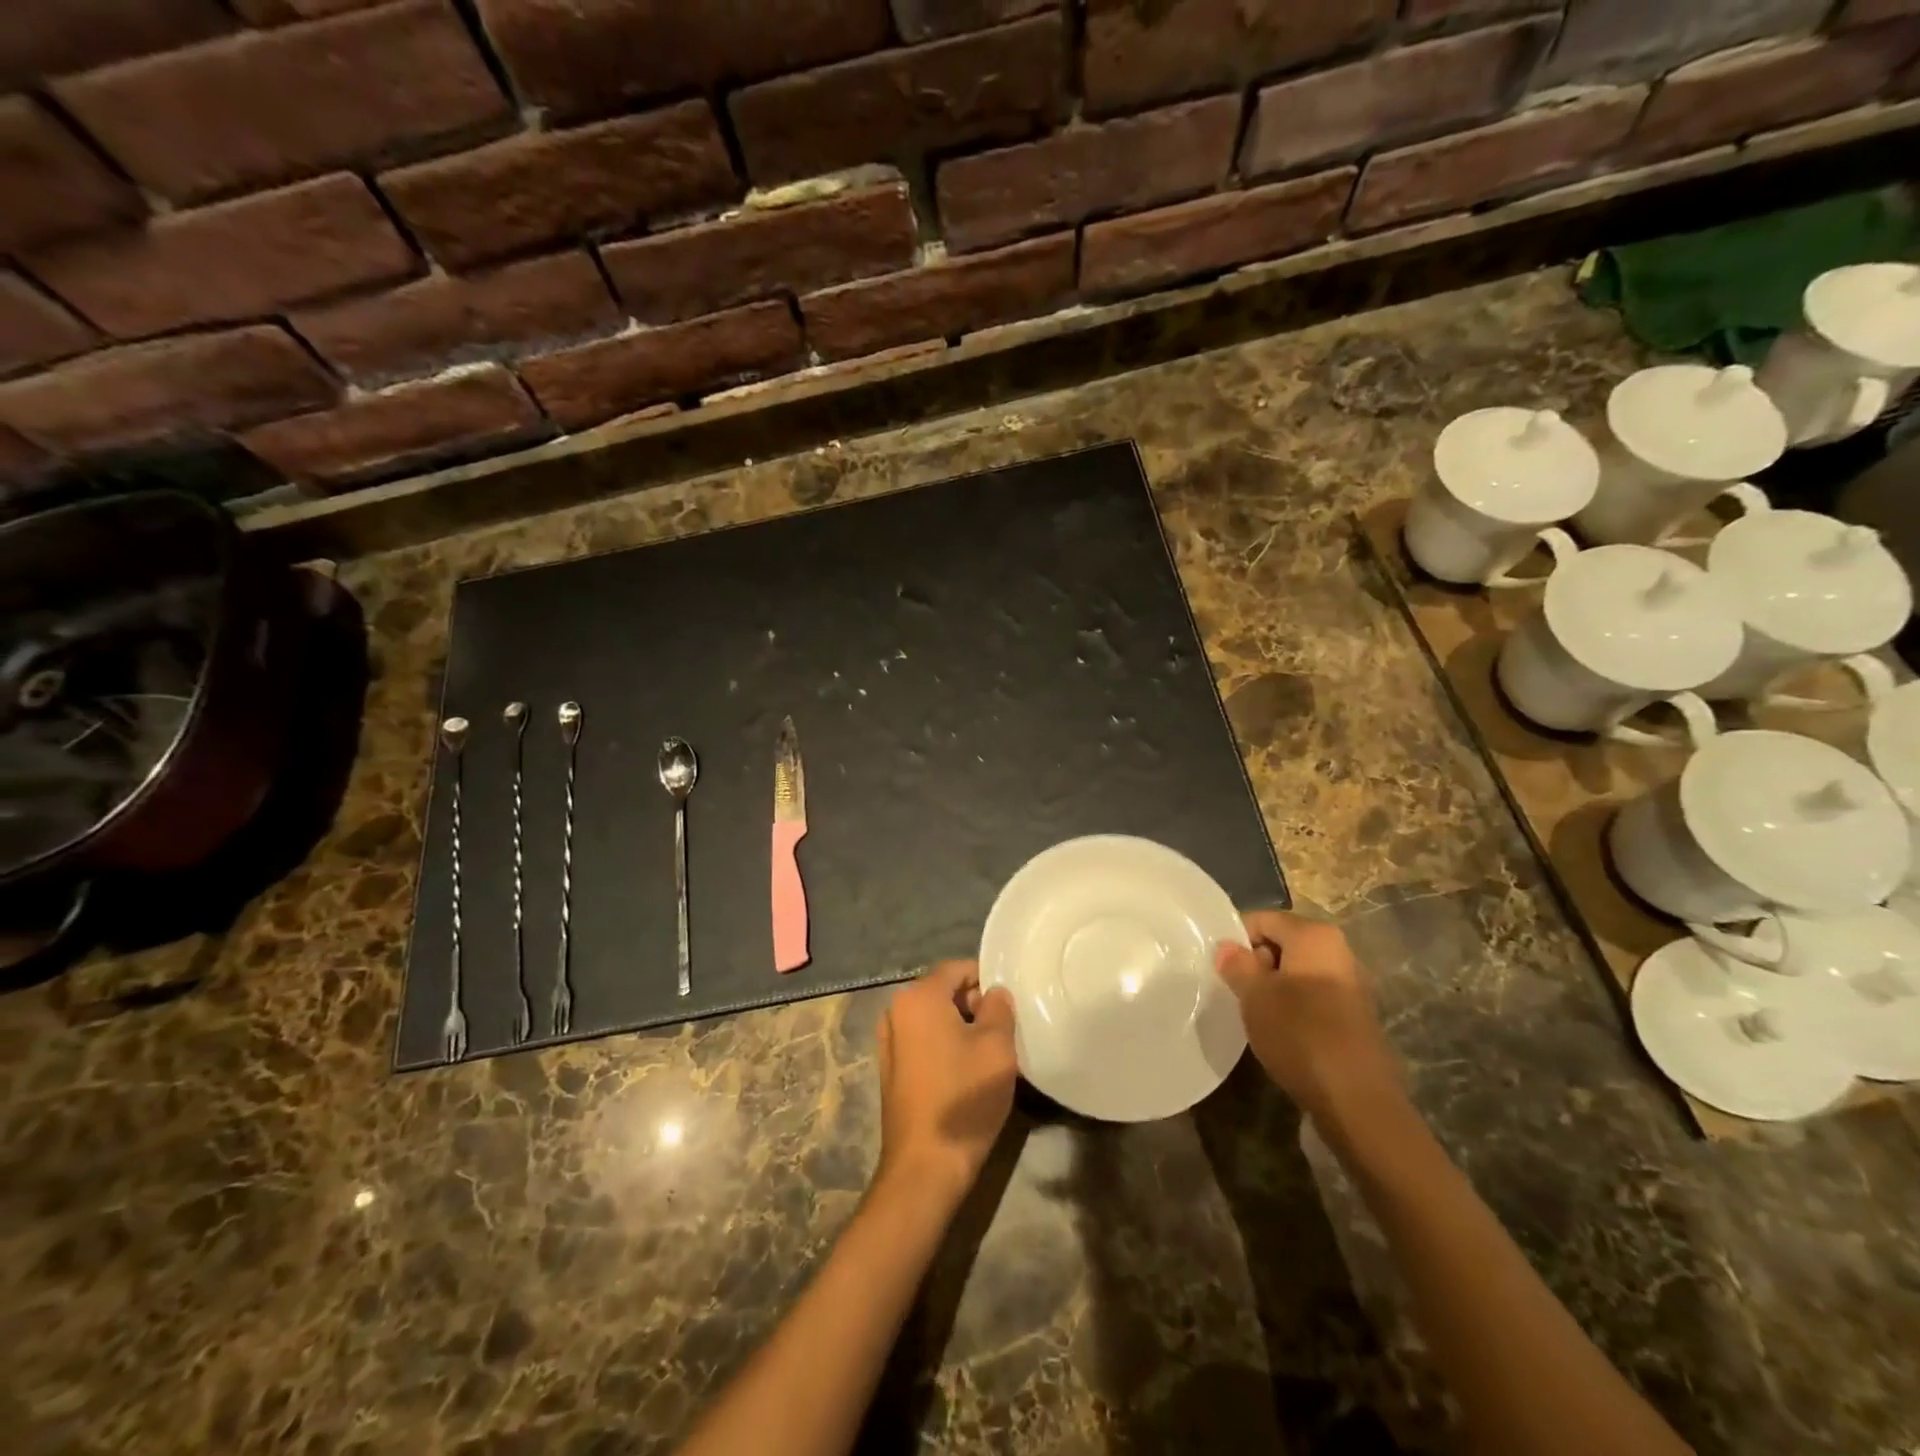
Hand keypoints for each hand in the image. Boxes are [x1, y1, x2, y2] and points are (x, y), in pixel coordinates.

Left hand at [876, 960, 1017, 1202]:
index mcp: (919, 997)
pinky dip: (944, 1047)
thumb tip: (995, 993)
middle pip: (943, 991)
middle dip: (974, 1005)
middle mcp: (896, 1011)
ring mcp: (889, 1041)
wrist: (925, 1165)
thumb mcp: (997, 1047)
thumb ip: (999, 1008)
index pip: (957, 968)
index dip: (987, 980)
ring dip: (960, 1028)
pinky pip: (923, 1042)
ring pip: (934, 1019)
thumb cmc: (964, 1097)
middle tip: (1003, 1033)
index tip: (1009, 1006)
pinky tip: (965, 1074)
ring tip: (987, 1055)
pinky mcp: (891, 1069)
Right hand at [1215, 910, 1400, 1122]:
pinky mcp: (1355, 1016)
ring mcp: (1351, 985)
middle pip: (1283, 943)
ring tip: (1253, 1012)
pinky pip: (1313, 996)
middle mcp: (1339, 952)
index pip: (1263, 919)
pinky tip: (1279, 1030)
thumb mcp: (1255, 996)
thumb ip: (1237, 965)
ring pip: (1297, 972)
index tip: (1218, 965)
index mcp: (1315, 936)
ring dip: (1273, 987)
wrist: (1357, 1100)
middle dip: (1255, 963)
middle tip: (1234, 990)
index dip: (1236, 938)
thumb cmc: (1300, 1035)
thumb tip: (1227, 947)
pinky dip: (1293, 1006)